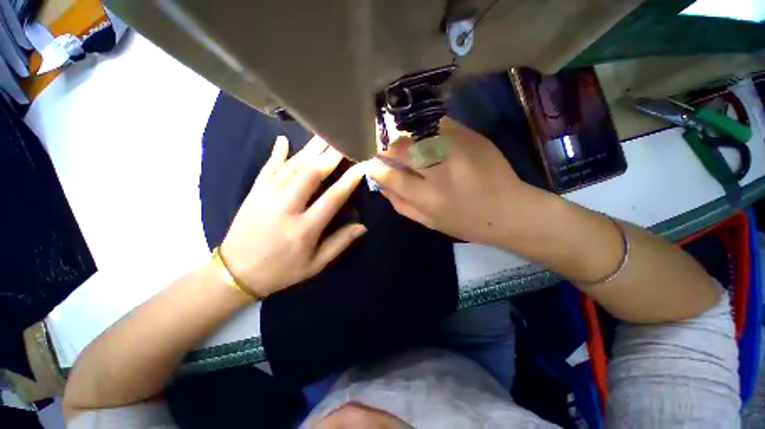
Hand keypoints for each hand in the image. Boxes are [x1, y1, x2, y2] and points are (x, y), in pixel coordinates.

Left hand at [220, 136, 366, 297]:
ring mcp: (265, 198)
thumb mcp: (315, 265)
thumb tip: (362, 227)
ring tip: (323, 135)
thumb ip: (339, 244)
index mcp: (303, 229)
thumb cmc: (281, 271)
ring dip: (309, 150)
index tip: (361, 165)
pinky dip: (276, 154)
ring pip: (290, 167)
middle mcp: (285, 209)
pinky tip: (284, 140)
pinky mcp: (253, 194)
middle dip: (329, 156)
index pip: (332, 198)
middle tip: (343, 141)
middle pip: (309, 175)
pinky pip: (267, 169)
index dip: (349, 180)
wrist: (234, 274)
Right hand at [367, 118, 543, 246]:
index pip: (390, 176)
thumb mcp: (429, 222)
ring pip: (418, 133)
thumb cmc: (466, 223)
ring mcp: (456, 149)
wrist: (510, 211)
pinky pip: (439, 125)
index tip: (374, 166)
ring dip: (408, 140)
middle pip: (401, 148)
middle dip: (390, 149)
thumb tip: (380, 185)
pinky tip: (432, 141)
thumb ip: (401, 204)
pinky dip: (428, 132)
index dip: (377, 168)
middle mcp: (439, 171)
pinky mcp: (471, 136)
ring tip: (413, 149)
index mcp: (427, 197)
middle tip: (392, 155)